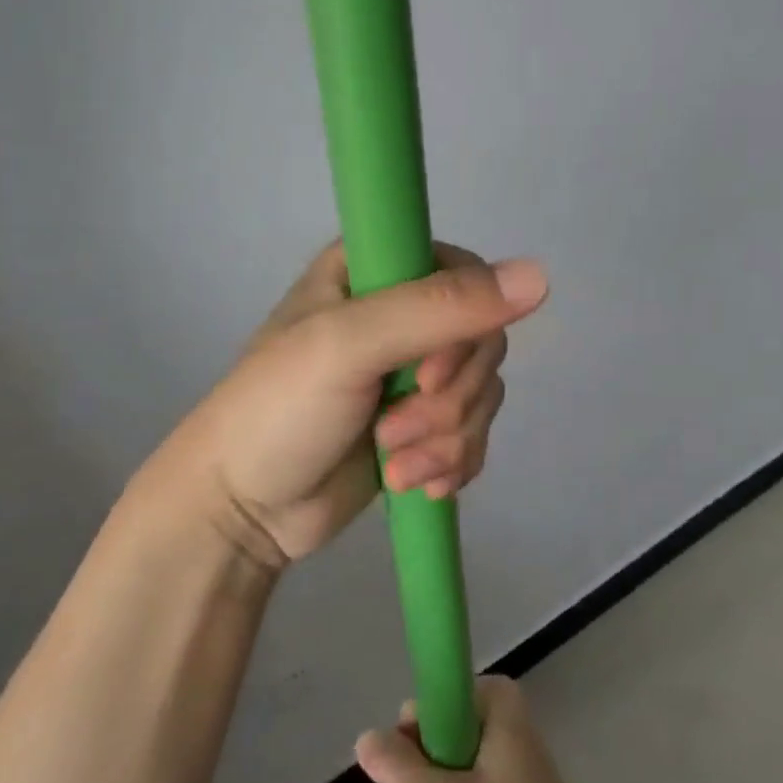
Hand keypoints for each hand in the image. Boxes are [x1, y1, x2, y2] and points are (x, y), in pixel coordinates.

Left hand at [152, 242, 546, 570]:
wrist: (242, 510)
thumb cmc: (278, 411)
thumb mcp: (349, 346)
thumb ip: (439, 308)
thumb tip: (539, 277)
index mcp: (373, 271)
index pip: (464, 273)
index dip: (465, 326)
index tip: (430, 374)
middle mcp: (399, 314)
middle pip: (482, 341)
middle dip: (447, 401)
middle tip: (391, 429)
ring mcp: (412, 374)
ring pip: (483, 393)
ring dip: (444, 440)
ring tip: (391, 464)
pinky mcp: (421, 425)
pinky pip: (475, 433)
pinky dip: (452, 463)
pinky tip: (414, 484)